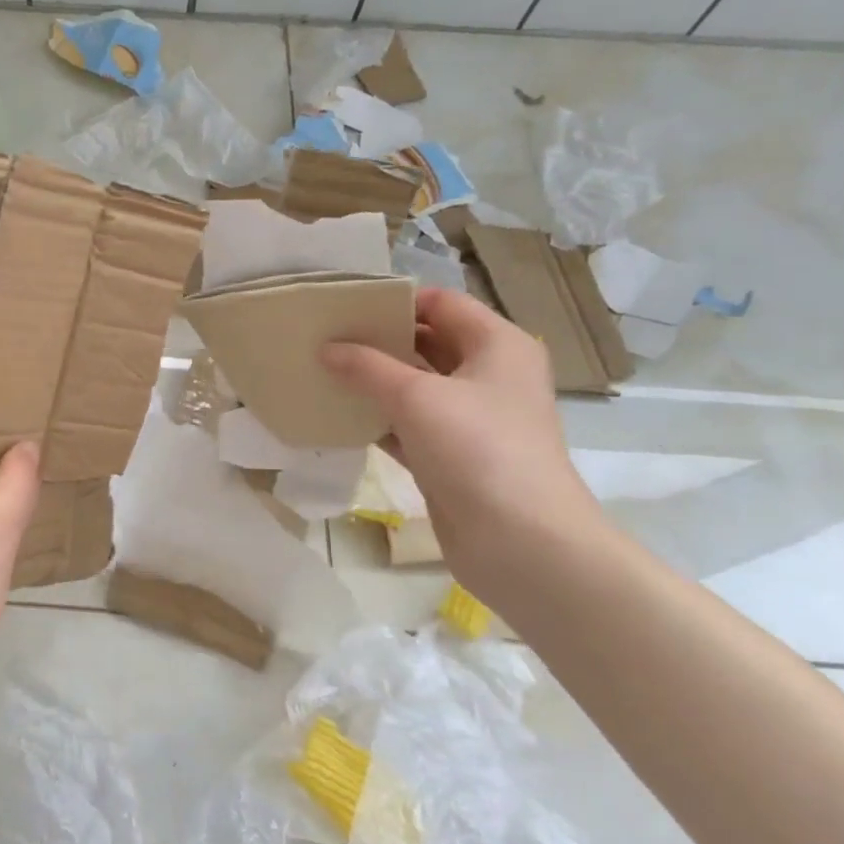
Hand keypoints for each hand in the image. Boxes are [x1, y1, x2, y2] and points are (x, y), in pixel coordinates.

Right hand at [321, 289, 603, 588]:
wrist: (523, 544)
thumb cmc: (478, 450)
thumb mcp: (416, 397)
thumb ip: (366, 367)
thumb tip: (327, 348)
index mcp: (497, 345)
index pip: (442, 303)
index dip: (395, 300)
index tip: (345, 305)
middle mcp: (489, 375)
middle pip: (427, 342)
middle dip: (378, 340)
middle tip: (324, 337)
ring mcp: (471, 419)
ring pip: (415, 386)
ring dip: (373, 381)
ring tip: (321, 371)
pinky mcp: (452, 456)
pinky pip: (408, 425)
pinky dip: (377, 419)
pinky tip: (337, 415)